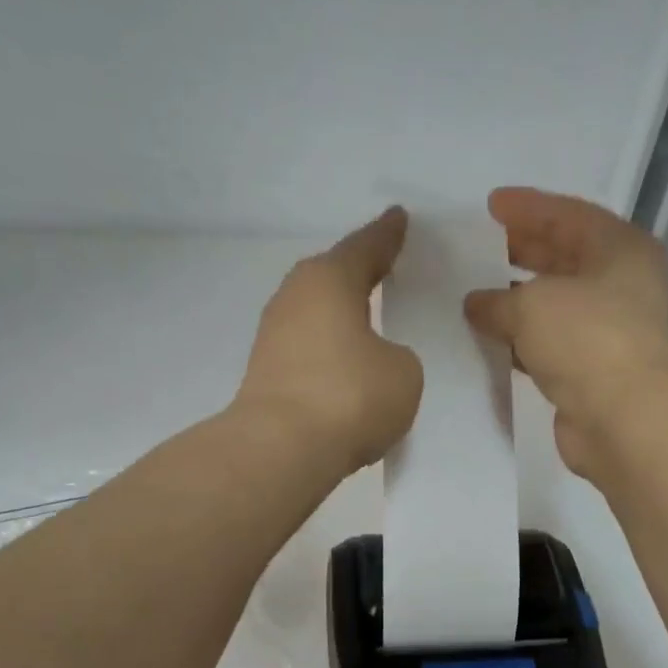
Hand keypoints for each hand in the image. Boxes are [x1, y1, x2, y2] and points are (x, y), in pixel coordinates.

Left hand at [234, 206, 422, 474]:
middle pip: (333, 276)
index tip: (398, 218)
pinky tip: (343, 364)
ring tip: (366, 319)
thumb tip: (373, 362)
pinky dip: (327, 350)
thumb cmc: (350, 396)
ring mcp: (273, 336)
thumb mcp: (402, 372)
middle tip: (384, 268)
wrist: (281, 449)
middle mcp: (295, 297)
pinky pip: (307, 349)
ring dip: (339, 316)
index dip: (387, 235)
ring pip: (316, 314)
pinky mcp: (265, 373)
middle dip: (358, 273)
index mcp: (330, 279)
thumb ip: (396, 356)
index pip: (366, 247)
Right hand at [465, 187, 667, 478]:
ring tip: (477, 294)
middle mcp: (622, 285)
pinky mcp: (593, 371)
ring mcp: (610, 331)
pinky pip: (551, 343)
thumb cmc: (586, 339)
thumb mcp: (532, 304)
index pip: (569, 215)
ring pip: (557, 304)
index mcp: (621, 249)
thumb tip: (476, 303)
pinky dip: (522, 339)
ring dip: (519, 300)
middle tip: (482, 247)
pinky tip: (491, 339)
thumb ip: (497, 299)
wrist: (623, 418)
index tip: (490, 206)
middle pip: (566, 258)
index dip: (527, 208)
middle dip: (523, 251)